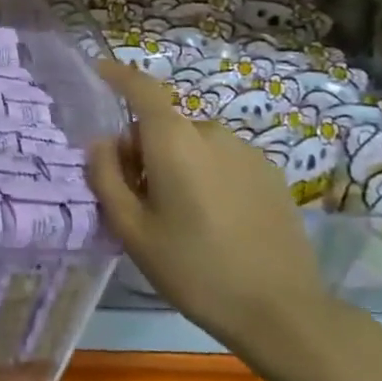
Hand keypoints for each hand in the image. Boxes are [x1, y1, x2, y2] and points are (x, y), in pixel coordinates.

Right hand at [85, 57, 336, 360]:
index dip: (118, 75)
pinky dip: (206, 174)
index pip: (142, 89)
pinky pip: (223, 160)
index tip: (100, 70)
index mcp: (174, 141)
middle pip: (164, 125)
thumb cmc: (193, 268)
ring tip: (177, 215)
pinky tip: (213, 221)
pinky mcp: (271, 174)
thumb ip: (107, 177)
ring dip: (176, 163)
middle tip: (136, 196)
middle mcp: (212, 133)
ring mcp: (248, 152)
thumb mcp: (131, 229)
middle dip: (143, 147)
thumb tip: (100, 143)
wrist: (281, 311)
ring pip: (194, 144)